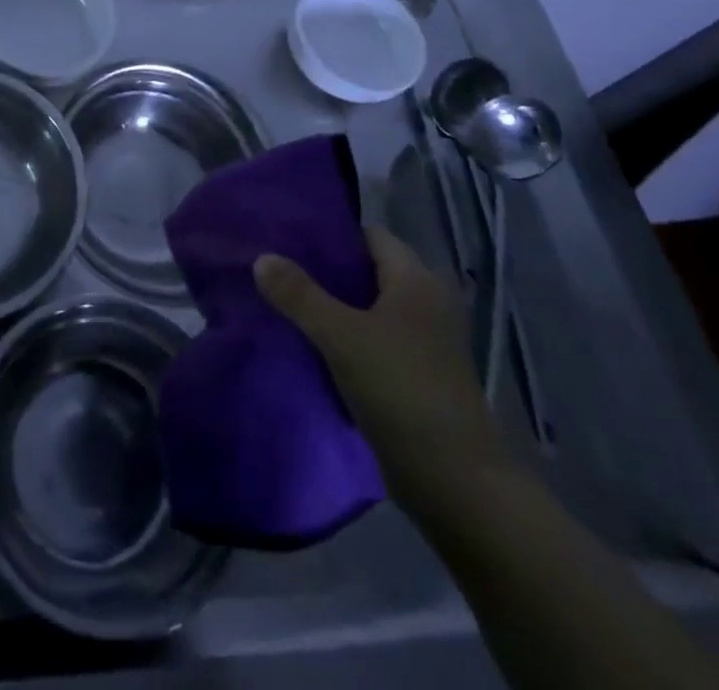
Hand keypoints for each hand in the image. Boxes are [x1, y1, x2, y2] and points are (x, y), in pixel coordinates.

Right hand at [255, 223, 509, 509]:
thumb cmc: (402, 392)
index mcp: (417, 280)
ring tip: (283, 305)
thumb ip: (299, 295)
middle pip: (366, 272)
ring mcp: (424, 343)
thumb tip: (261, 257)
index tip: (287, 238)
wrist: (457, 485)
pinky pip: (372, 342)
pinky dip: (344, 340)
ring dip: (330, 309)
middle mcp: (425, 303)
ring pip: (367, 310)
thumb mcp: (342, 337)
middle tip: (276, 271)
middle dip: (323, 272)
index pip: (369, 236)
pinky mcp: (417, 377)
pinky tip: (309, 346)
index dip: (330, 234)